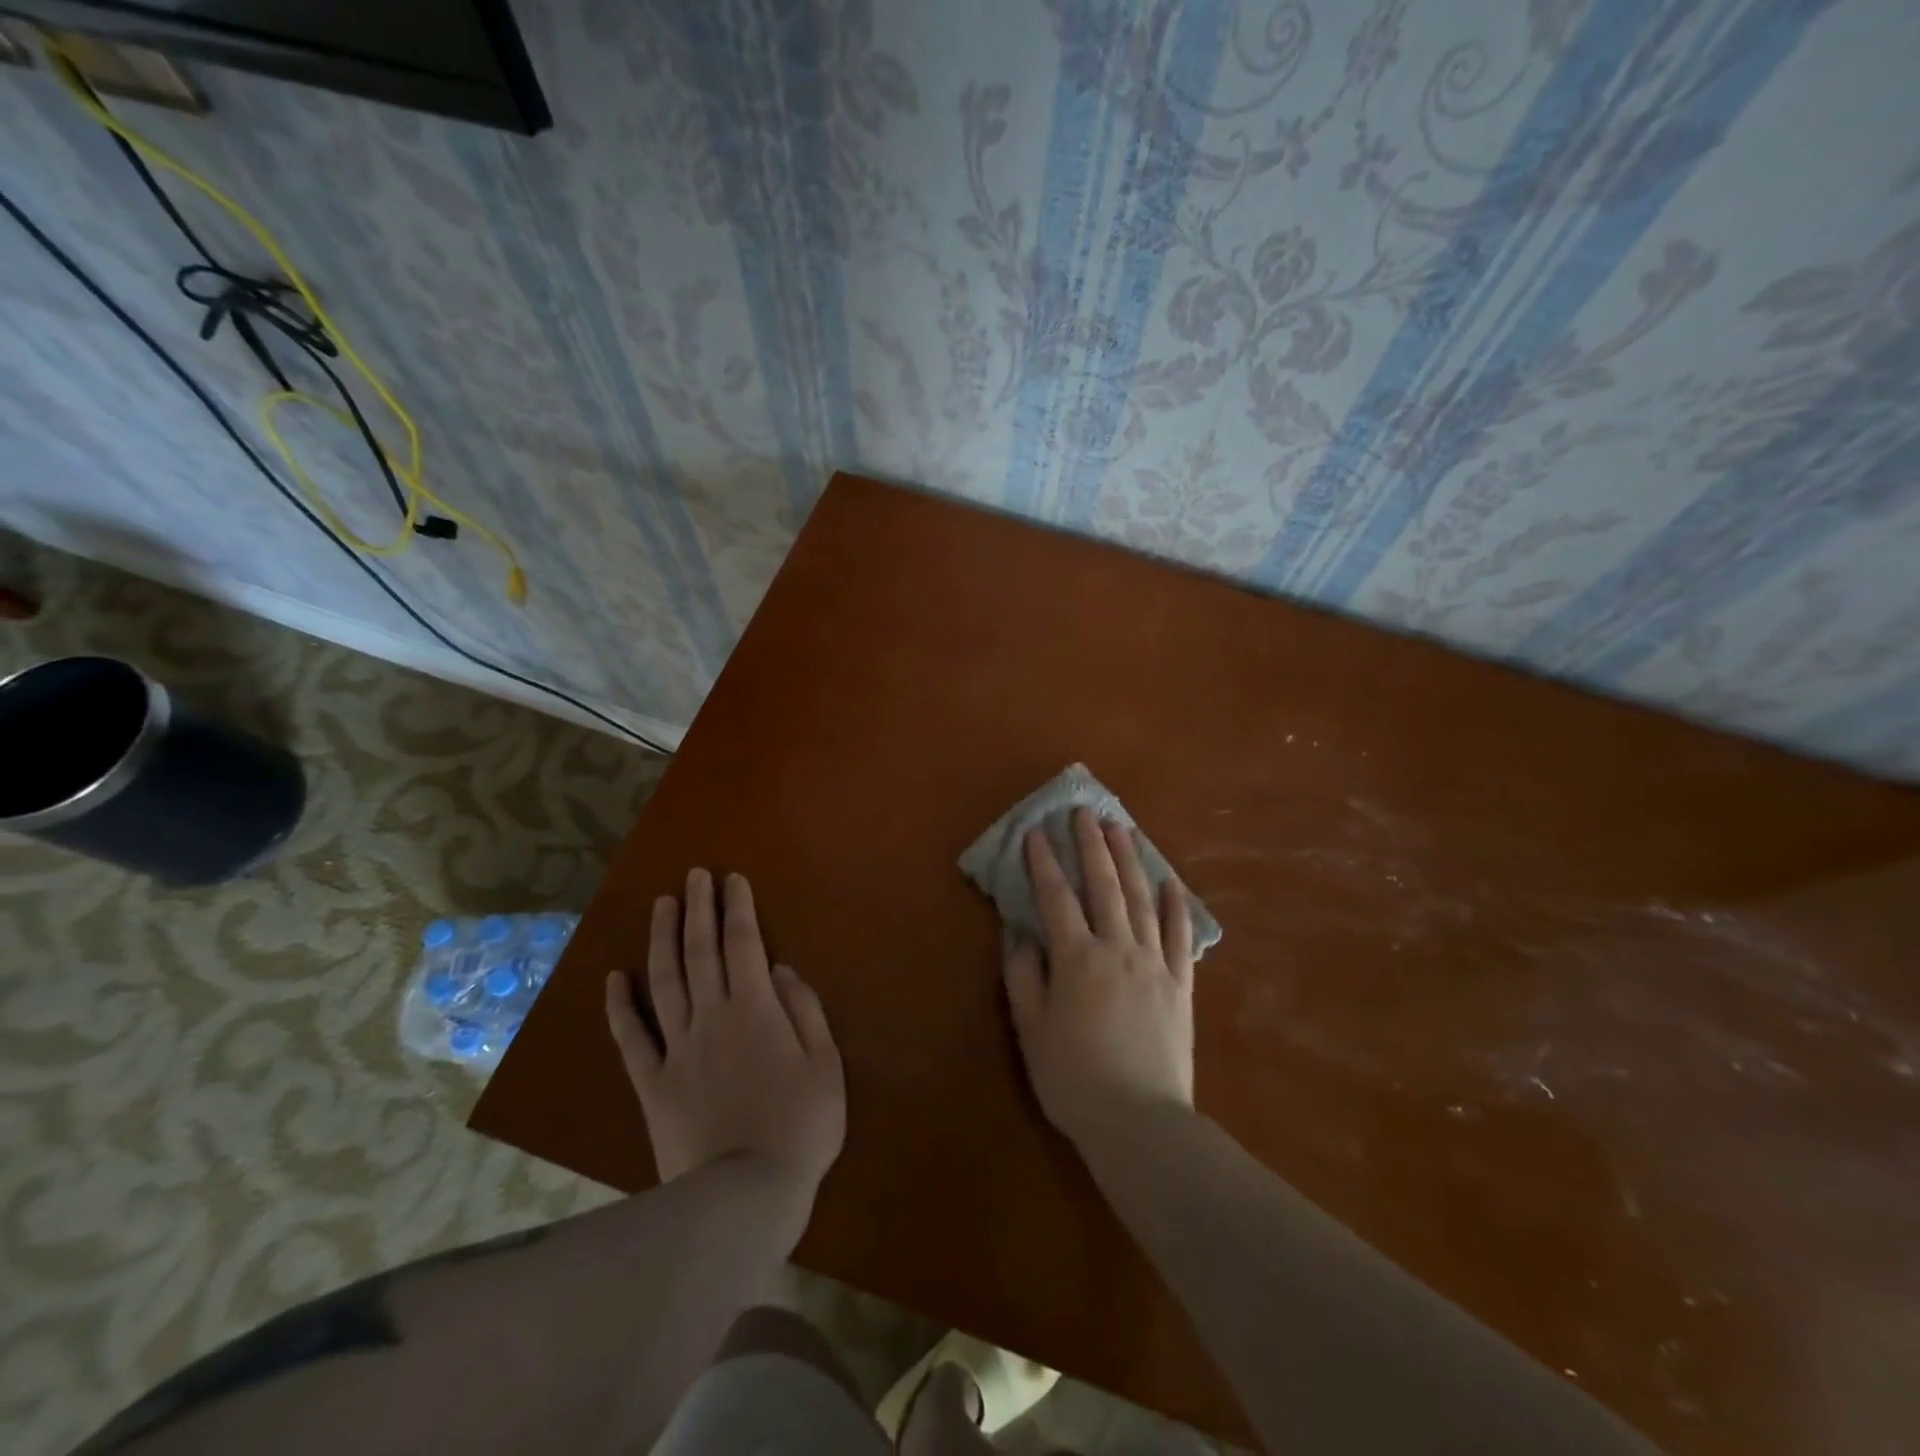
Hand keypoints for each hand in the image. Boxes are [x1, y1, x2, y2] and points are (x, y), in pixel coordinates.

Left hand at [605, 869, 845, 1196]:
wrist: (745, 1196)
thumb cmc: (800, 1127)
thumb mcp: (825, 1065)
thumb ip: (805, 1010)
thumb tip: (783, 969)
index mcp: (756, 1010)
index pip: (743, 944)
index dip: (737, 908)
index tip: (731, 879)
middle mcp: (712, 1017)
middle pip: (700, 952)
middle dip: (698, 909)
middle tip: (693, 876)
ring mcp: (677, 1049)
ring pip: (664, 982)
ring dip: (662, 940)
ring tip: (660, 905)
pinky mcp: (652, 1084)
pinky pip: (632, 1039)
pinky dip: (620, 1007)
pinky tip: (614, 978)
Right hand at [1003, 806, 1195, 1149]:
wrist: (1141, 1123)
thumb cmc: (1075, 1080)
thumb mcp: (1032, 1031)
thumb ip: (1024, 977)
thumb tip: (1020, 934)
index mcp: (1077, 959)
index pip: (1056, 898)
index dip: (1043, 863)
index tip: (1035, 832)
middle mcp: (1118, 949)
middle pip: (1104, 886)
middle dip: (1092, 845)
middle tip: (1085, 811)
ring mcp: (1155, 964)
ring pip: (1142, 900)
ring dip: (1130, 861)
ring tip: (1122, 829)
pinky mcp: (1181, 985)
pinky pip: (1179, 937)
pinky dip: (1175, 906)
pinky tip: (1170, 882)